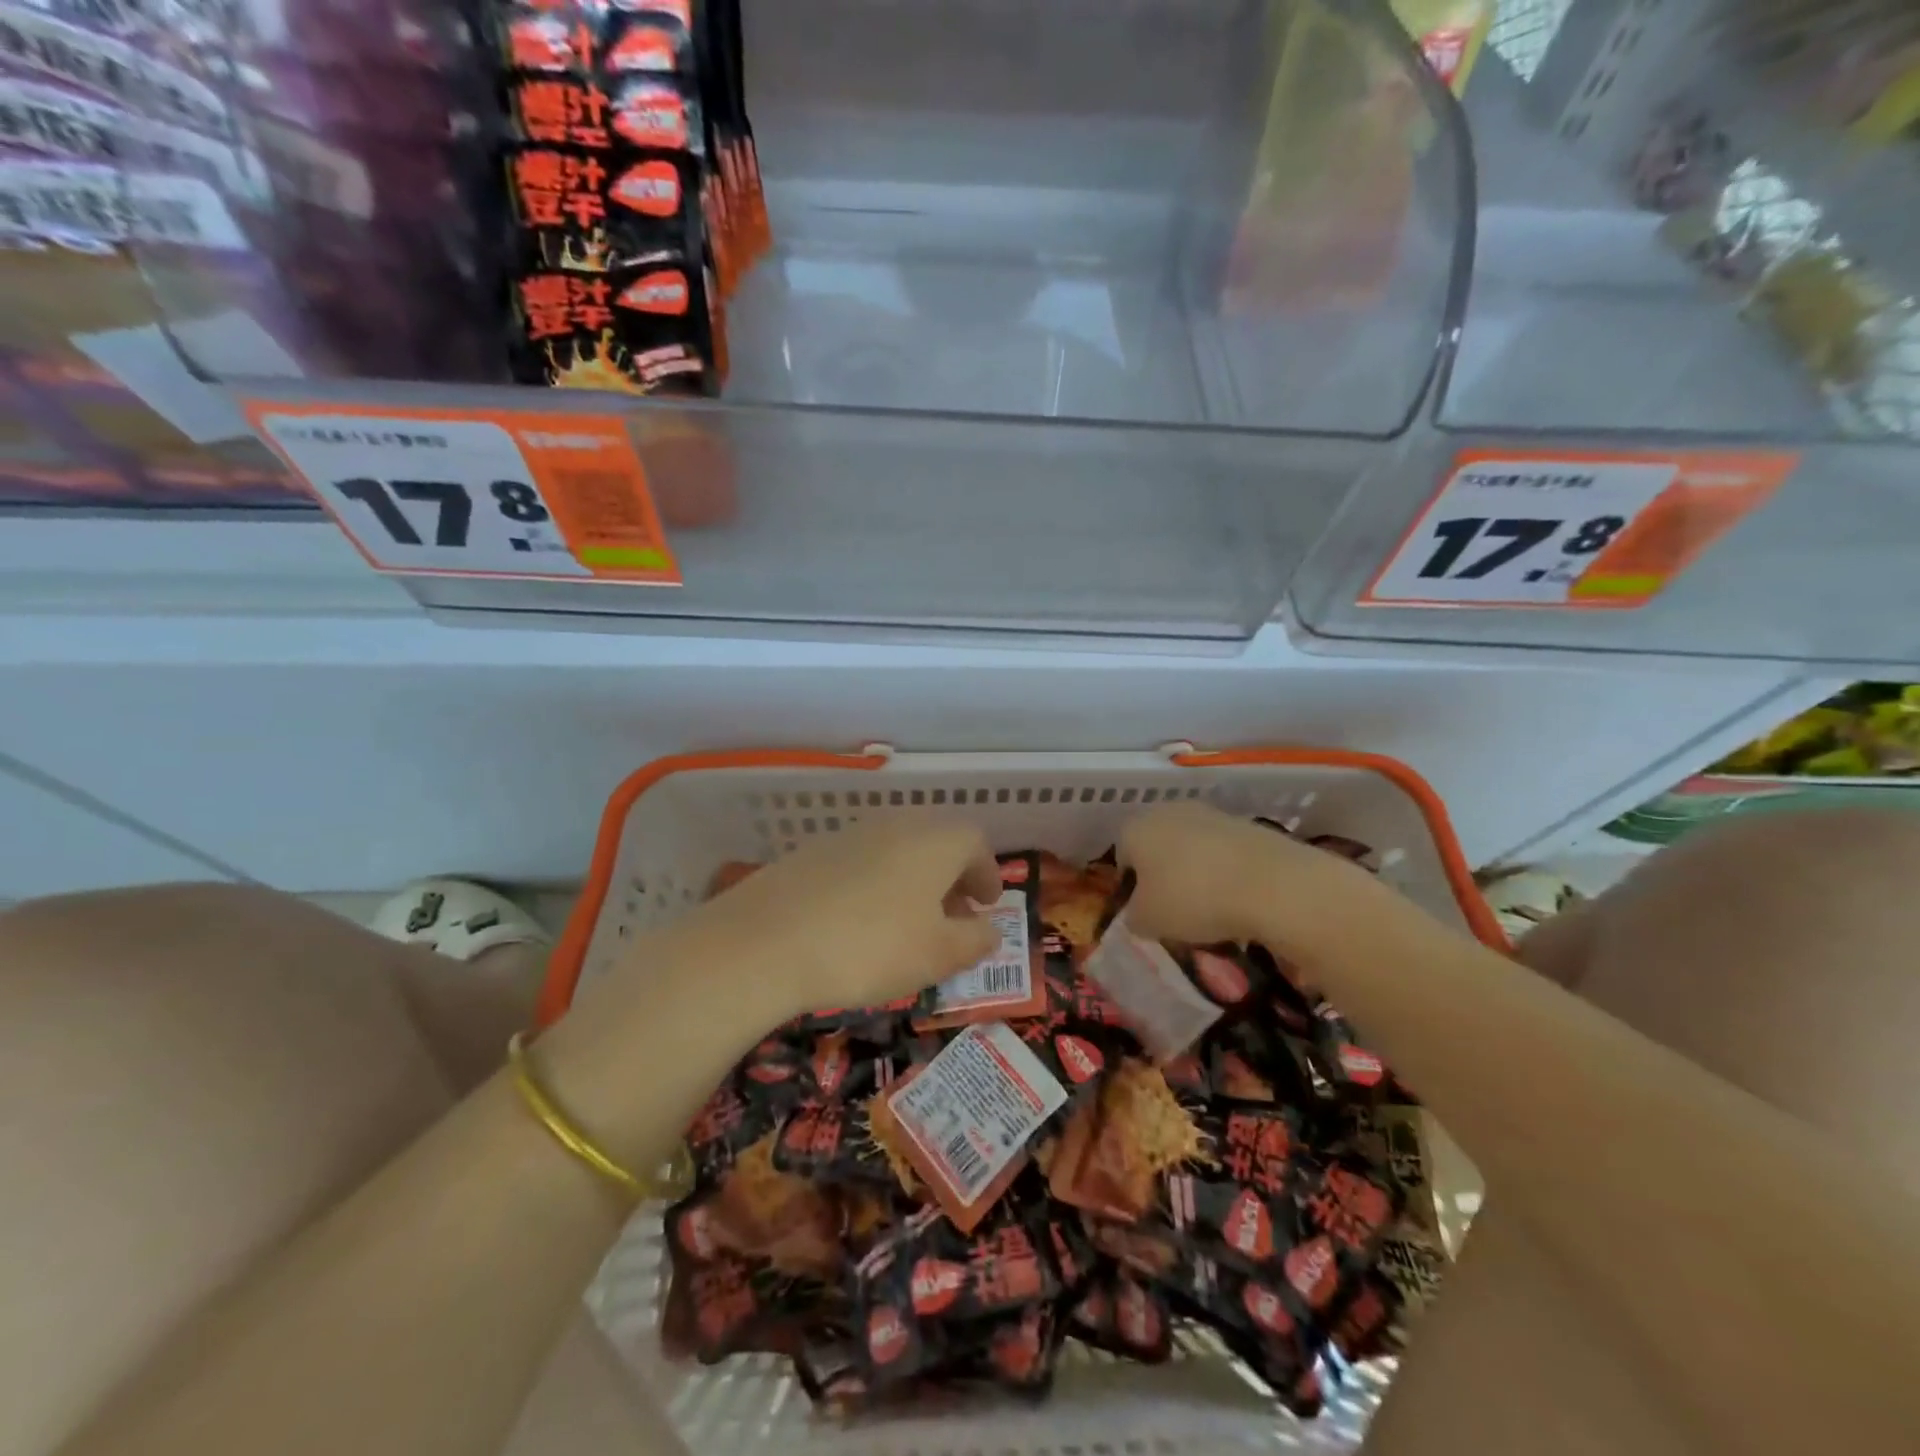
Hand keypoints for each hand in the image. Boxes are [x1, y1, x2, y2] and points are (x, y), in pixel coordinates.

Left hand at [665, 815, 1001, 1018]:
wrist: (766, 940)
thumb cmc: (871, 946)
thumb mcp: (938, 955)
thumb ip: (975, 940)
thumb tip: (991, 930)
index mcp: (936, 840)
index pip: (976, 843)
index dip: (987, 874)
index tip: (987, 905)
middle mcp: (898, 823)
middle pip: (937, 841)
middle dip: (952, 876)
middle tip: (954, 914)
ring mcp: (852, 833)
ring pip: (899, 849)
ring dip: (915, 879)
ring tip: (909, 922)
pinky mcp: (815, 850)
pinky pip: (863, 860)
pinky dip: (878, 883)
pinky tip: (862, 920)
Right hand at [1118, 801, 1367, 952]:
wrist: (1272, 883)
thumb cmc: (1192, 899)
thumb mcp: (1147, 922)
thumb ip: (1133, 917)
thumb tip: (1138, 913)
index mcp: (1134, 828)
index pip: (1121, 858)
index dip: (1131, 890)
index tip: (1148, 916)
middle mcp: (1167, 811)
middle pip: (1157, 848)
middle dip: (1163, 877)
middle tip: (1177, 913)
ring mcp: (1209, 813)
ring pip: (1191, 849)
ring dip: (1196, 874)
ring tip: (1212, 911)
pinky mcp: (1246, 823)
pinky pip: (1224, 853)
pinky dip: (1226, 873)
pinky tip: (1238, 899)